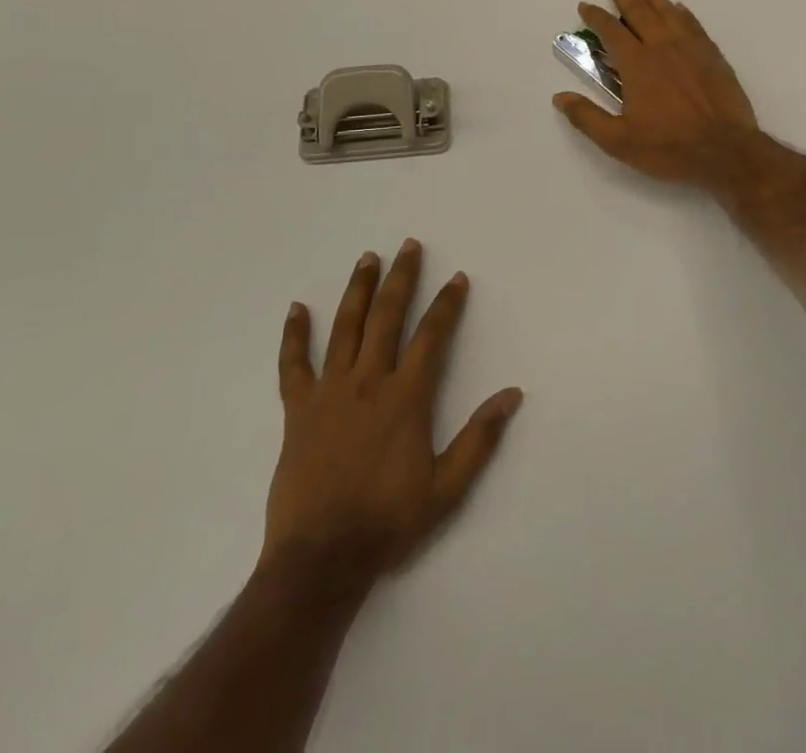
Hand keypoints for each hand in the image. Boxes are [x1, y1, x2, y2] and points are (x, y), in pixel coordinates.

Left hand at [265, 240, 522, 586]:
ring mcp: (330, 392)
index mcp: (406, 397)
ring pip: (345, 327)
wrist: (321, 559)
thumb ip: (480, 439)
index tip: (457, 278)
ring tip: (367, 258)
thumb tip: (512, 394)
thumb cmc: (388, 522)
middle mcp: (368, 382)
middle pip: (387, 316)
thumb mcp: (447, 489)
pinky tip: (296, 309)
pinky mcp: (298, 410)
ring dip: (358, 290)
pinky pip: (294, 365)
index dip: (447, 304)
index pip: (432, 336)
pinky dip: (294, 336)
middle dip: (401, 278)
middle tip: (409, 246)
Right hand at [552, 0, 761, 189]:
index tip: (586, 5)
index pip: (611, 31)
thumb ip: (587, 117)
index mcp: (636, 64)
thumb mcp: (619, 141)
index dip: (596, 17)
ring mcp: (691, 48)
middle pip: (640, 12)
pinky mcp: (713, 56)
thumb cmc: (669, 147)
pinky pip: (694, 25)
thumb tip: (559, 97)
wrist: (725, 150)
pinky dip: (683, 13)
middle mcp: (662, 47)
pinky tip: (679, 8)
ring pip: (668, 12)